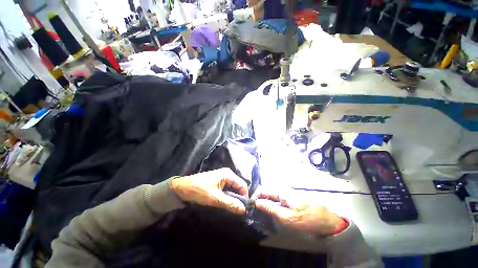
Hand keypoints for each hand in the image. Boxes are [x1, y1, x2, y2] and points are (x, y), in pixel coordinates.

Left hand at [171, 168, 248, 214]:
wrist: (182, 188)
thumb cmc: (199, 190)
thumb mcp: (215, 198)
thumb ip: (230, 203)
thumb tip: (244, 210)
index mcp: (228, 174)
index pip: (242, 185)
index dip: (245, 196)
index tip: (244, 209)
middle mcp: (227, 175)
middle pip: (238, 187)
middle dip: (239, 198)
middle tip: (238, 211)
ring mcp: (222, 179)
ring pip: (232, 190)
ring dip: (233, 199)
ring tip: (232, 209)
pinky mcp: (218, 184)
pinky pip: (226, 191)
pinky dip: (227, 198)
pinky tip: (226, 205)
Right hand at [252, 186, 346, 235]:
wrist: (327, 221)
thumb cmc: (307, 220)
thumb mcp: (287, 217)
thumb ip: (271, 208)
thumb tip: (257, 202)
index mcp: (282, 192)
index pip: (263, 189)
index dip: (256, 196)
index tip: (252, 205)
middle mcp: (284, 190)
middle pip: (268, 191)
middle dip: (261, 199)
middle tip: (258, 211)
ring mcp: (289, 193)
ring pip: (273, 195)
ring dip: (267, 202)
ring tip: (265, 212)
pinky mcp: (293, 198)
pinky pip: (280, 199)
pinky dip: (275, 204)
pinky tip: (276, 211)